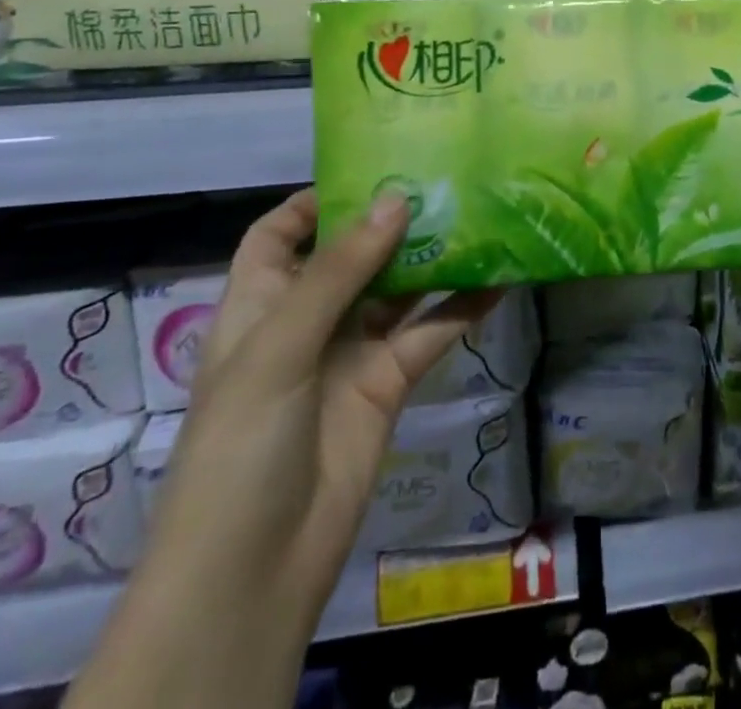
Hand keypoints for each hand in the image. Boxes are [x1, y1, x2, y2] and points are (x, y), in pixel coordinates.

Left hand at [145, 190, 498, 639]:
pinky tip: (499, 281)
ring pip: (397, 290)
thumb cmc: (241, 444)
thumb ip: (339, 272)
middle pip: (349, 255)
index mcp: (260, 304)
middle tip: (443, 180)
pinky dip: (462, 309)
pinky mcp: (388, 382)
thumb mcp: (278, 347)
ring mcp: (350, 351)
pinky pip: (429, 333)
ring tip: (478, 215)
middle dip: (389, 221)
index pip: (278, 235)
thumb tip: (395, 200)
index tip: (369, 169)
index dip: (314, 202)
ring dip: (432, 258)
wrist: (254, 570)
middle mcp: (306, 320)